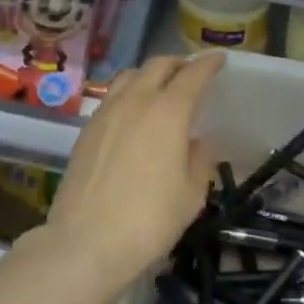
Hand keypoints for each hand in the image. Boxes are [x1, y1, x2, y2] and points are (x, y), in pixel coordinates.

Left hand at [43, 53, 225, 297]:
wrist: (85, 243)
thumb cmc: (149, 221)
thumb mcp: (191, 195)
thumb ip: (199, 160)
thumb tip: (196, 141)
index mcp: (169, 112)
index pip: (193, 74)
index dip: (208, 63)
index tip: (219, 60)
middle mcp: (137, 100)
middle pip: (158, 65)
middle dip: (178, 63)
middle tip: (191, 72)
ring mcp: (106, 112)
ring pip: (131, 75)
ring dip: (150, 74)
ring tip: (160, 87)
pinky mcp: (87, 129)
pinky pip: (112, 96)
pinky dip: (129, 92)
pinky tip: (133, 113)